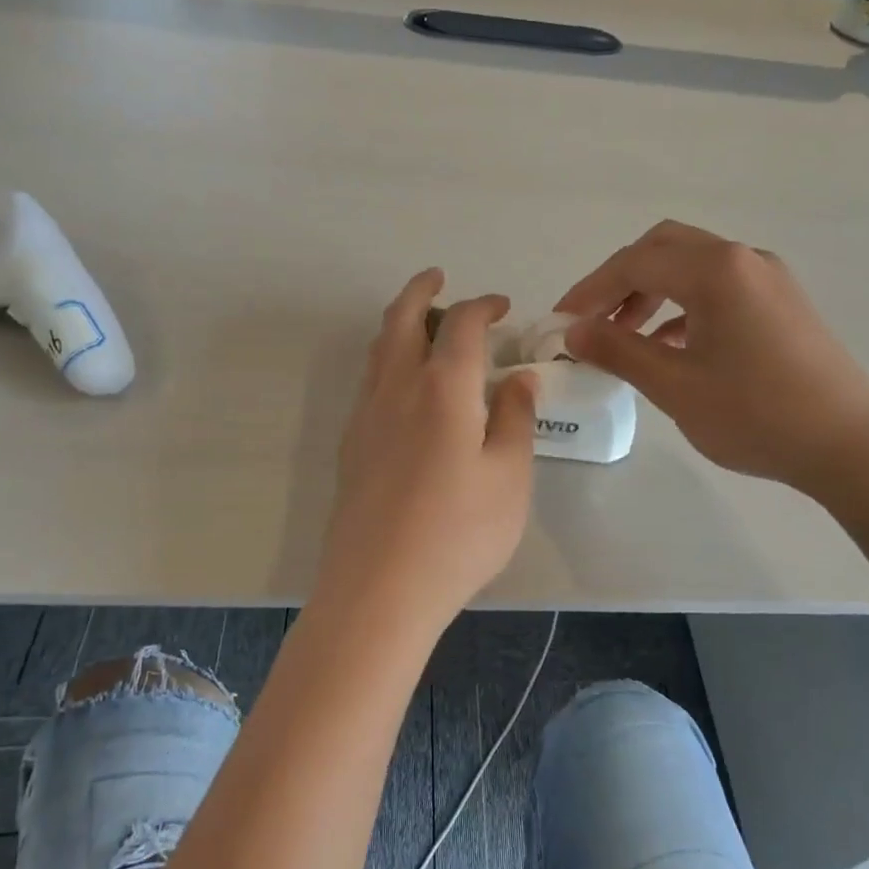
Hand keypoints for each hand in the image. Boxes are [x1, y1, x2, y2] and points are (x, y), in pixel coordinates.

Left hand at [317, 270, 537, 626]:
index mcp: (441, 388)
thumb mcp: (510, 476)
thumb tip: (518, 378)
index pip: (461, 325)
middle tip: (438, 278)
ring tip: (424, 327)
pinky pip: (369, 382)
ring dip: (400, 325)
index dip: (483, 306)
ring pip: (378, 350)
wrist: (379, 589)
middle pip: (400, 320)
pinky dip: (388, 361)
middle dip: (420, 291)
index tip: (503, 307)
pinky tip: (407, 389)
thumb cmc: (459, 533)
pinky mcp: (351, 447)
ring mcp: (365, 417)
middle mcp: (396, 389)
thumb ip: (516, 419)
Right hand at [557, 221, 868, 494]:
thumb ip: (619, 351)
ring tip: (625, 336)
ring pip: (693, 267)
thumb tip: (573, 330)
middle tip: (593, 319)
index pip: (635, 263)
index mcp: (716, 269)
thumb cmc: (756, 414)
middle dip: (620, 280)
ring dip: (652, 293)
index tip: (560, 320)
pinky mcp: (782, 304)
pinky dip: (684, 307)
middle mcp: (743, 259)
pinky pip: (719, 289)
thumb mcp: (675, 386)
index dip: (590, 289)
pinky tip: (670, 346)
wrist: (852, 445)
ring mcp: (768, 279)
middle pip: (664, 249)